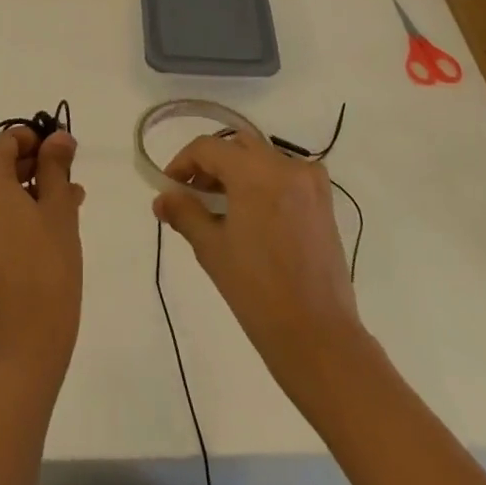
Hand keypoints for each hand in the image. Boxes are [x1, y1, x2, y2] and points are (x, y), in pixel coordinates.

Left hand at [0, 126, 85, 387]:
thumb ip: (55, 165)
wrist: (27, 345)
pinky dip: (17, 215)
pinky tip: (50, 228)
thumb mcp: (59, 208)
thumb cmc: (48, 266)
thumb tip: (57, 137)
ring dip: (30, 191)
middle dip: (36, 165)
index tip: (63, 149)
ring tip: (69, 203)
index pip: (5, 142)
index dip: (35, 137)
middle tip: (70, 176)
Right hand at [154, 125, 362, 397]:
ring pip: (263, 158)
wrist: (318, 337)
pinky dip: (266, 183)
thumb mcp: (212, 249)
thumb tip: (161, 199)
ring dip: (238, 172)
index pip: (208, 148)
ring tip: (222, 207)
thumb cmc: (257, 292)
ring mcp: (309, 181)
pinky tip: (255, 213)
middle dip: (212, 165)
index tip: (170, 187)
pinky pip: (287, 175)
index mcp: (255, 171)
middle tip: (194, 194)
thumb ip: (184, 213)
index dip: (183, 163)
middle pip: (237, 146)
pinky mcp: (324, 201)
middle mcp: (285, 164)